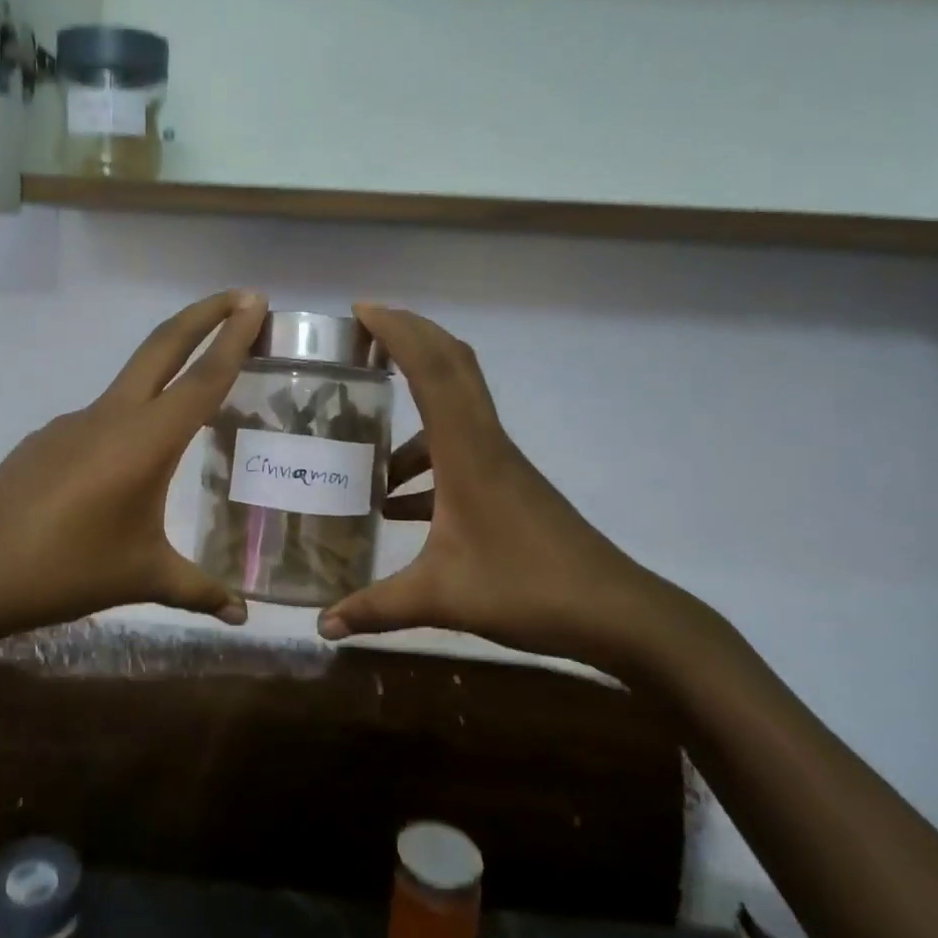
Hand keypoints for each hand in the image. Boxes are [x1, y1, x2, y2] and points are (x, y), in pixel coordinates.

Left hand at [0, 290, 267, 641]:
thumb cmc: (67, 570)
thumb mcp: (142, 578)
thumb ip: (198, 591)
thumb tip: (242, 616)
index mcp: (146, 440)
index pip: (203, 378)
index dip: (234, 338)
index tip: (256, 302)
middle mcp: (111, 415)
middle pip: (163, 345)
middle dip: (204, 314)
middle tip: (240, 297)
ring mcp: (73, 421)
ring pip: (131, 380)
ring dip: (167, 367)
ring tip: (192, 395)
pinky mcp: (46, 438)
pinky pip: (99, 417)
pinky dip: (128, 418)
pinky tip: (124, 464)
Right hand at [318, 304, 698, 671]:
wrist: (616, 613)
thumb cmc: (527, 590)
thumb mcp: (441, 598)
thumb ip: (375, 608)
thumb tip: (321, 626)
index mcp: (467, 452)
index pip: (432, 368)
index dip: (397, 330)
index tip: (359, 311)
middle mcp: (484, 443)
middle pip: (451, 364)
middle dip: (408, 336)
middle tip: (361, 334)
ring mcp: (499, 462)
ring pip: (455, 405)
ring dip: (413, 403)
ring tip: (364, 431)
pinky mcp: (507, 485)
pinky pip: (458, 449)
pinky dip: (424, 457)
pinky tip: (397, 501)